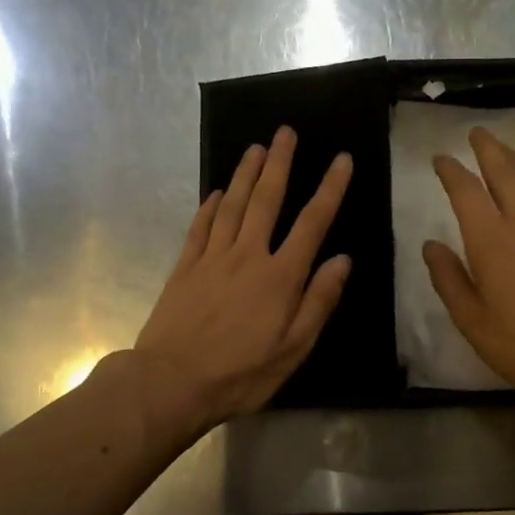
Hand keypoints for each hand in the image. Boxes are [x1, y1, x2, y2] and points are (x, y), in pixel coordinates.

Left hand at [133, 126, 352, 436]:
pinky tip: (217, 192)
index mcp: (280, 276)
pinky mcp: (185, 268)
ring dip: (246, 174)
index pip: (312, 222)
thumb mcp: (294, 348)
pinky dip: (210, 206)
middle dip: (279, 163)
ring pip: (233, 205)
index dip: (329, 189)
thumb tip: (342, 260)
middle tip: (285, 132)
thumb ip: (319, 301)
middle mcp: (248, 255)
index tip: (340, 159)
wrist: (171, 382)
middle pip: (267, 200)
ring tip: (256, 148)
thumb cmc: (241, 373)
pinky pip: (200, 227)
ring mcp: (212, 258)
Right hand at [424, 127, 514, 410]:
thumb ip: (448, 279)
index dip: (451, 171)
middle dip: (487, 149)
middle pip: (504, 173)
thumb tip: (430, 245)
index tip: (440, 158)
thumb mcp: (472, 320)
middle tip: (476, 133)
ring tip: (503, 149)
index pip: (466, 191)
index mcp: (491, 240)